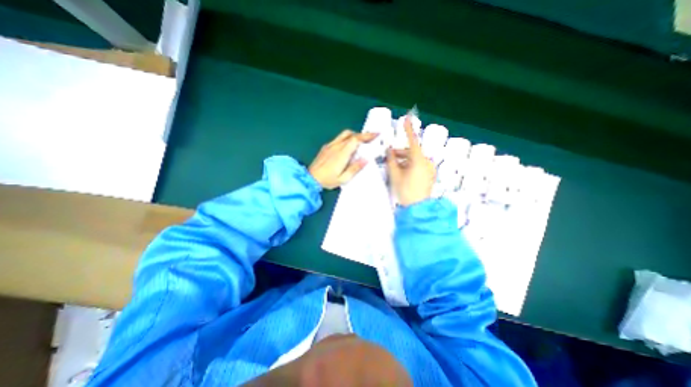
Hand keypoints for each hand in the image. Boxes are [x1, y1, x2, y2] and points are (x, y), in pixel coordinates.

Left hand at [311, 129, 376, 188]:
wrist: (310, 178)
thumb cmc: (327, 180)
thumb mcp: (343, 179)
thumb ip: (355, 168)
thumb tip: (366, 159)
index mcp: (342, 153)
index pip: (356, 139)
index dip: (367, 136)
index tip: (376, 135)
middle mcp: (336, 146)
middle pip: (350, 134)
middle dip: (362, 134)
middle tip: (370, 139)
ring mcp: (330, 145)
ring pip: (344, 134)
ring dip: (354, 135)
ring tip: (360, 143)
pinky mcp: (326, 147)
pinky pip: (338, 139)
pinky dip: (346, 139)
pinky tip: (348, 147)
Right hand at [387, 115, 433, 205]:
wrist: (417, 208)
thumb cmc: (405, 190)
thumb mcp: (395, 174)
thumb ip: (391, 160)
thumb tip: (389, 151)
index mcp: (419, 160)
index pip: (412, 141)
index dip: (408, 129)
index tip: (407, 118)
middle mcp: (427, 162)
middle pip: (412, 152)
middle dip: (401, 153)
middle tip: (390, 157)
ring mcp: (429, 169)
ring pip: (415, 159)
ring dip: (404, 160)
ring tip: (394, 167)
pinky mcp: (429, 175)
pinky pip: (419, 165)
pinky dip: (410, 165)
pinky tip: (402, 172)